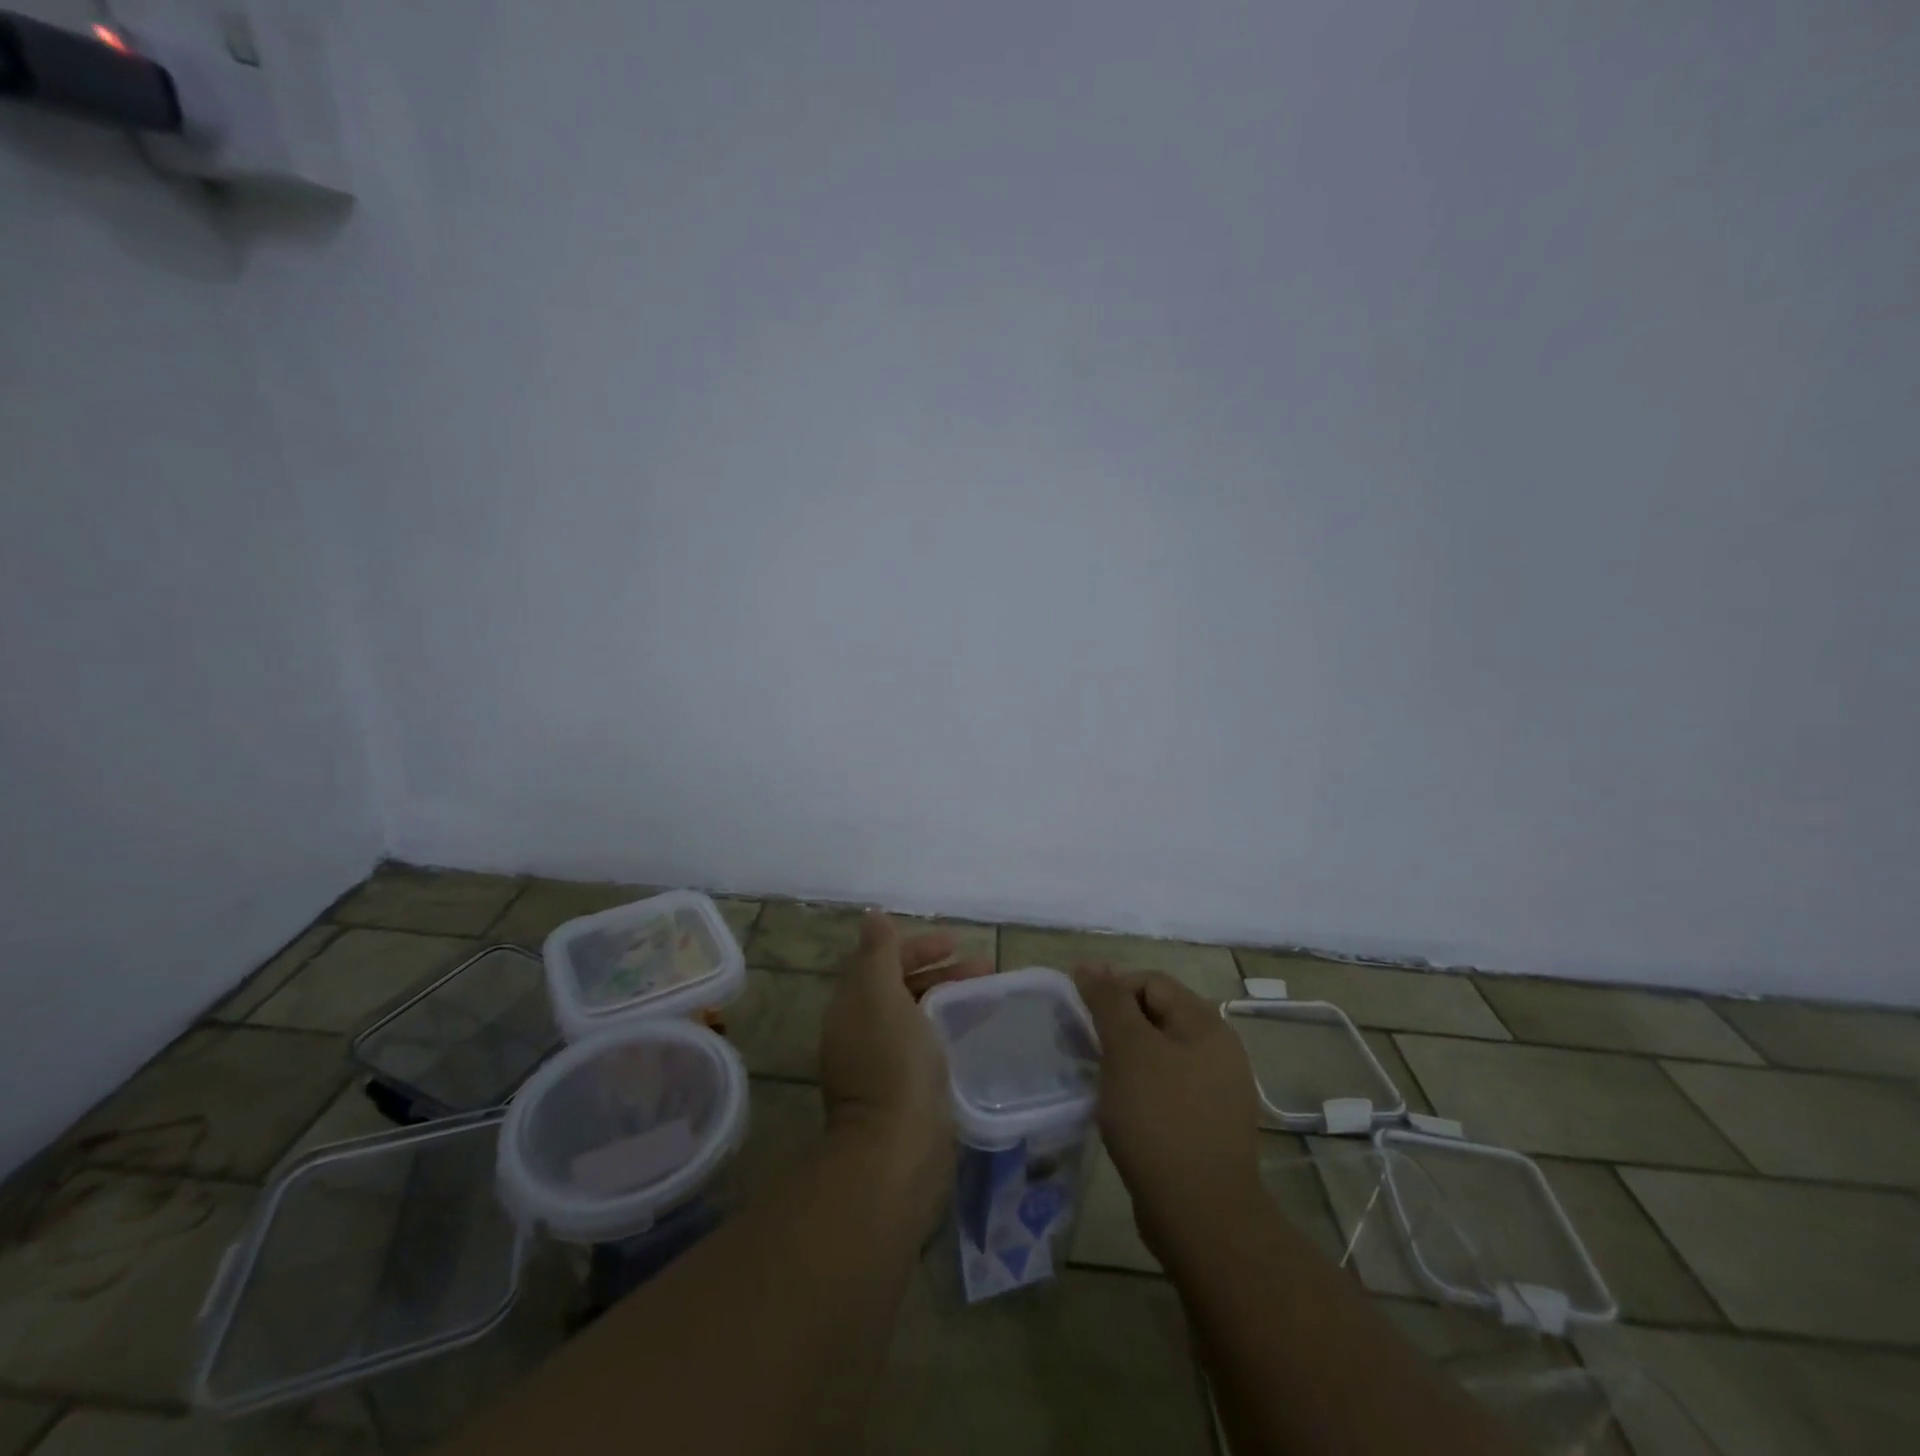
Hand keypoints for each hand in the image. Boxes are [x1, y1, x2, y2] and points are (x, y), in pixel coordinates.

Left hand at [820, 913, 991, 1202]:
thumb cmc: (893, 1063)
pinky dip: (953, 1031)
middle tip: (986, 968)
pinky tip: (980, 1035)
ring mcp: (883, 1067)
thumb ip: (879, 954)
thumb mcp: (882, 995)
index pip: (882, 961)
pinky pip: (930, 1048)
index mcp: (852, 1006)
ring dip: (952, 999)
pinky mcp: (906, 1096)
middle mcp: (862, 1033)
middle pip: (903, 988)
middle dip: (942, 972)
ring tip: (993, 997)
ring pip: (920, 1018)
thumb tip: (873, 915)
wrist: (896, 1152)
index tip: (957, 942)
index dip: (918, 946)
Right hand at [1073, 966, 1263, 1259]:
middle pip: (1156, 1015)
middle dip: (1116, 1025)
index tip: (1081, 1019)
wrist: (1201, 1216)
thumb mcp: (1128, 1050)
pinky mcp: (1205, 1125)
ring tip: (1096, 1078)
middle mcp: (1218, 1051)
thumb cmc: (1160, 1120)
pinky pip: (1165, 1088)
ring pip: (1158, 1054)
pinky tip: (1119, 1109)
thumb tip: (1090, 963)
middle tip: (1083, 1047)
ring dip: (1124, 1058)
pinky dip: (1138, 1088)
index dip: (1112, 990)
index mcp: (1206, 1025)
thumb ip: (1108, 1002)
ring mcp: (1215, 1091)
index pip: (1150, 982)